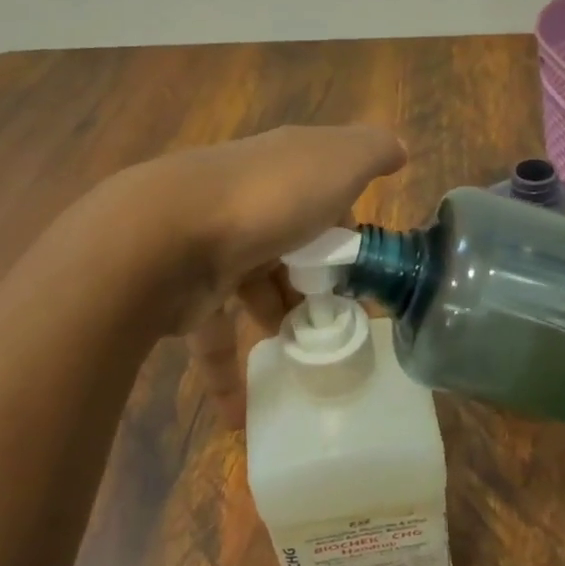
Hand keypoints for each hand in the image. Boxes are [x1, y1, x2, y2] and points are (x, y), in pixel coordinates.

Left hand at [92, 125, 404, 425]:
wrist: (165, 234)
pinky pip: (213, 341)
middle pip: (288, 245)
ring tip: (308, 359)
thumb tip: (399, 149)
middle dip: (314, 281)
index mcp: (283, 171)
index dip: (345, 229)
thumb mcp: (338, 161)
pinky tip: (243, 416)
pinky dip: (227, 377)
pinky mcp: (184, 296)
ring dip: (278, 321)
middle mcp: (247, 205)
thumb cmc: (270, 197)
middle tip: (341, 320)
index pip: (322, 196)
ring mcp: (211, 249)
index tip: (364, 268)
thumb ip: (372, 152)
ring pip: (252, 290)